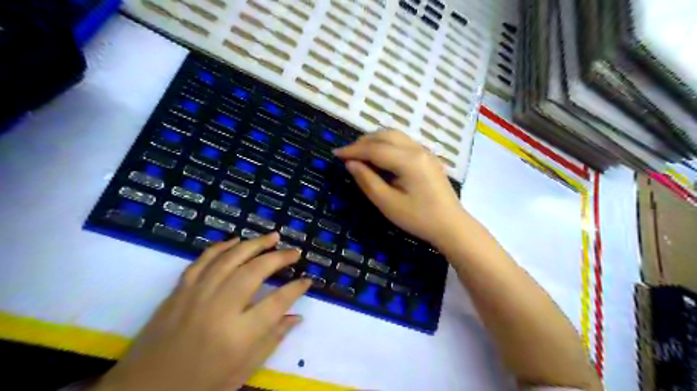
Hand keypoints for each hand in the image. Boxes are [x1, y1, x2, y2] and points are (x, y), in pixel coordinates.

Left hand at [91, 234, 309, 388]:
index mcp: (238, 335)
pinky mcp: (180, 290)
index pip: (277, 302)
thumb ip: (272, 340)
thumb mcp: (242, 371)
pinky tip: (236, 240)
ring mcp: (197, 294)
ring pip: (231, 258)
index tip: (307, 280)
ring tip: (273, 236)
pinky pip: (203, 260)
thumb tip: (296, 316)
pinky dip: (221, 246)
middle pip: (256, 271)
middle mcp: (219, 308)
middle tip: (295, 252)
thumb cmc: (200, 385)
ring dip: (255, 244)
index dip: (296, 288)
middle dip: (280, 258)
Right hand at [333, 130, 463, 248]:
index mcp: (408, 160)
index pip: (374, 149)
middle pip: (385, 136)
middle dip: (363, 142)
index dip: (353, 150)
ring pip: (395, 136)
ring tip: (360, 153)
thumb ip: (367, 181)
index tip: (335, 154)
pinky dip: (387, 144)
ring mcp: (425, 152)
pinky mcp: (428, 158)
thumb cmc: (418, 218)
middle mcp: (417, 149)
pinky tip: (380, 156)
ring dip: (375, 141)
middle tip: (347, 154)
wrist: (451, 226)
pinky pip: (403, 143)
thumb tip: (351, 163)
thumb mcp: (388, 203)